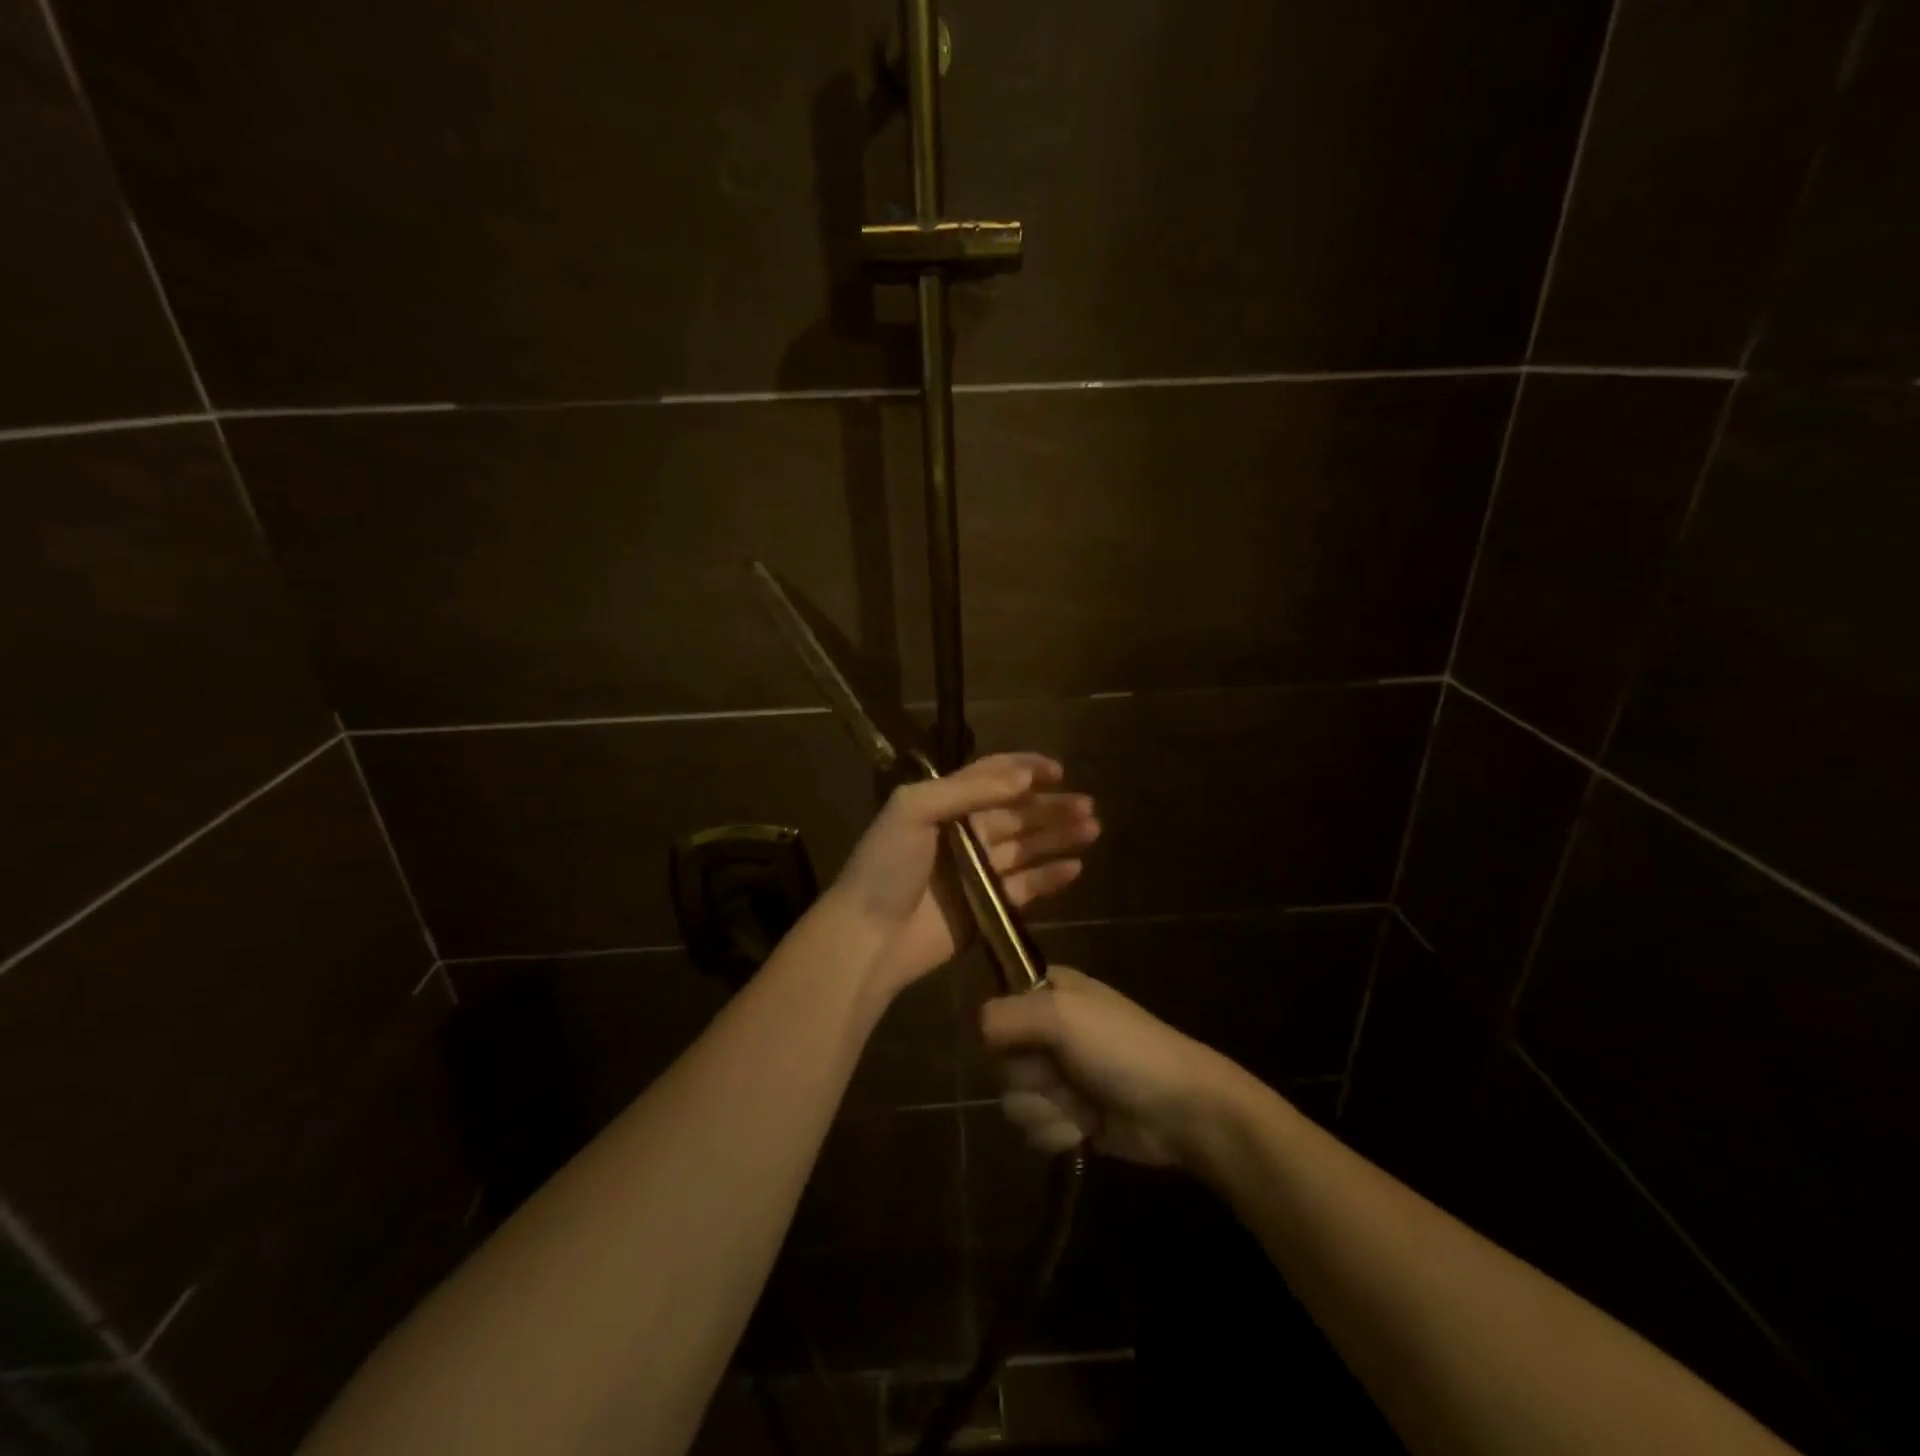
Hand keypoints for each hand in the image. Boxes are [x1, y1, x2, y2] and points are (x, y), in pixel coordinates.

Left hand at [828, 753, 1099, 997]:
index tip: (1059, 770)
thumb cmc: (887, 865)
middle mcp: (964, 833)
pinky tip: (1075, 867)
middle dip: (1051, 806)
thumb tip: (1023, 778)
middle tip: (1088, 805)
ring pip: (1027, 847)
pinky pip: (1026, 887)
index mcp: (944, 804)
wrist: (870, 936)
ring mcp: (977, 872)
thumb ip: (967, 790)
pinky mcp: (987, 907)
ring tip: (1092, 829)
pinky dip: (1050, 877)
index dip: (1025, 770)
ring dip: (1058, 836)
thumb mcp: (913, 809)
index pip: (991, 777)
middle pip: (1017, 813)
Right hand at [979, 967, 1246, 1168]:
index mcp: (1047, 991)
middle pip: (998, 1060)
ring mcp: (1057, 1075)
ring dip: (1046, 1108)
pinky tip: (1086, 1128)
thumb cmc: (1123, 1048)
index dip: (1003, 1030)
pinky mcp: (1066, 1116)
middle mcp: (1046, 1029)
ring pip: (1011, 1098)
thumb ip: (1009, 1014)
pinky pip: (1032, 1128)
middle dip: (1030, 1076)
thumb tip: (977, 1030)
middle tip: (1064, 1073)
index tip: (1026, 1040)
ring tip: (1082, 1104)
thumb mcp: (1064, 1014)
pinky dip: (1058, 1131)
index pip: (995, 1007)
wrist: (1180, 1109)